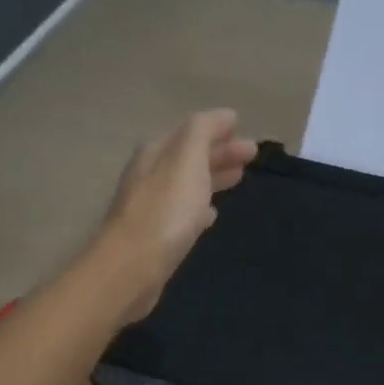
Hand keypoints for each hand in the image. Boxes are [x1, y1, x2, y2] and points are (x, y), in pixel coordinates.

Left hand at [99, 109, 257, 320]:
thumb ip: (203, 132)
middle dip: (219, 153)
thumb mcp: (187, 160)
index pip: (191, 132)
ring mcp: (150, 207)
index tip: (247, 134)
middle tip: (251, 155)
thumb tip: (224, 116)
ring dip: (212, 178)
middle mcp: (149, 175)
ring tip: (238, 179)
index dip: (218, 130)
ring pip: (187, 185)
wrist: (132, 268)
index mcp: (156, 153)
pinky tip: (210, 216)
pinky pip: (181, 214)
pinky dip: (199, 208)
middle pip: (189, 158)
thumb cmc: (165, 211)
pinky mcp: (154, 237)